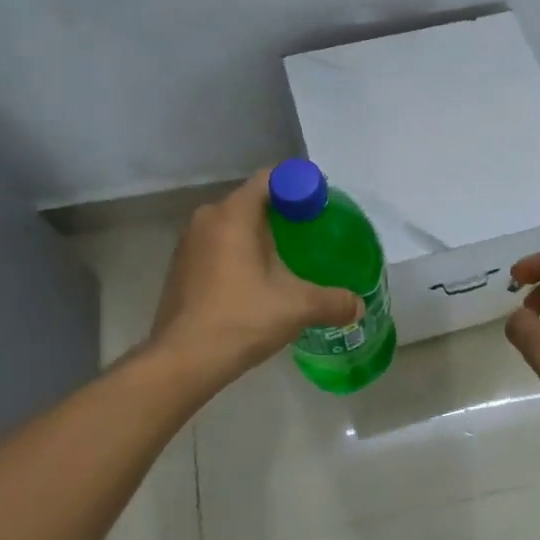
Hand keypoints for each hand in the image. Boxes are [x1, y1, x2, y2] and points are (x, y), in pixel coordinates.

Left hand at [149, 168, 361, 384]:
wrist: (182, 361)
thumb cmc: (241, 319)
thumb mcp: (297, 307)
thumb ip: (333, 301)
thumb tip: (359, 305)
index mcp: (233, 214)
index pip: (270, 179)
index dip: (299, 186)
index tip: (320, 206)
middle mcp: (206, 219)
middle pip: (252, 201)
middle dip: (282, 213)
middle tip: (311, 232)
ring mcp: (188, 243)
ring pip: (232, 225)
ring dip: (258, 235)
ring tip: (287, 257)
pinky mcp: (180, 268)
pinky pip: (217, 246)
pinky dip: (238, 253)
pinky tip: (256, 280)